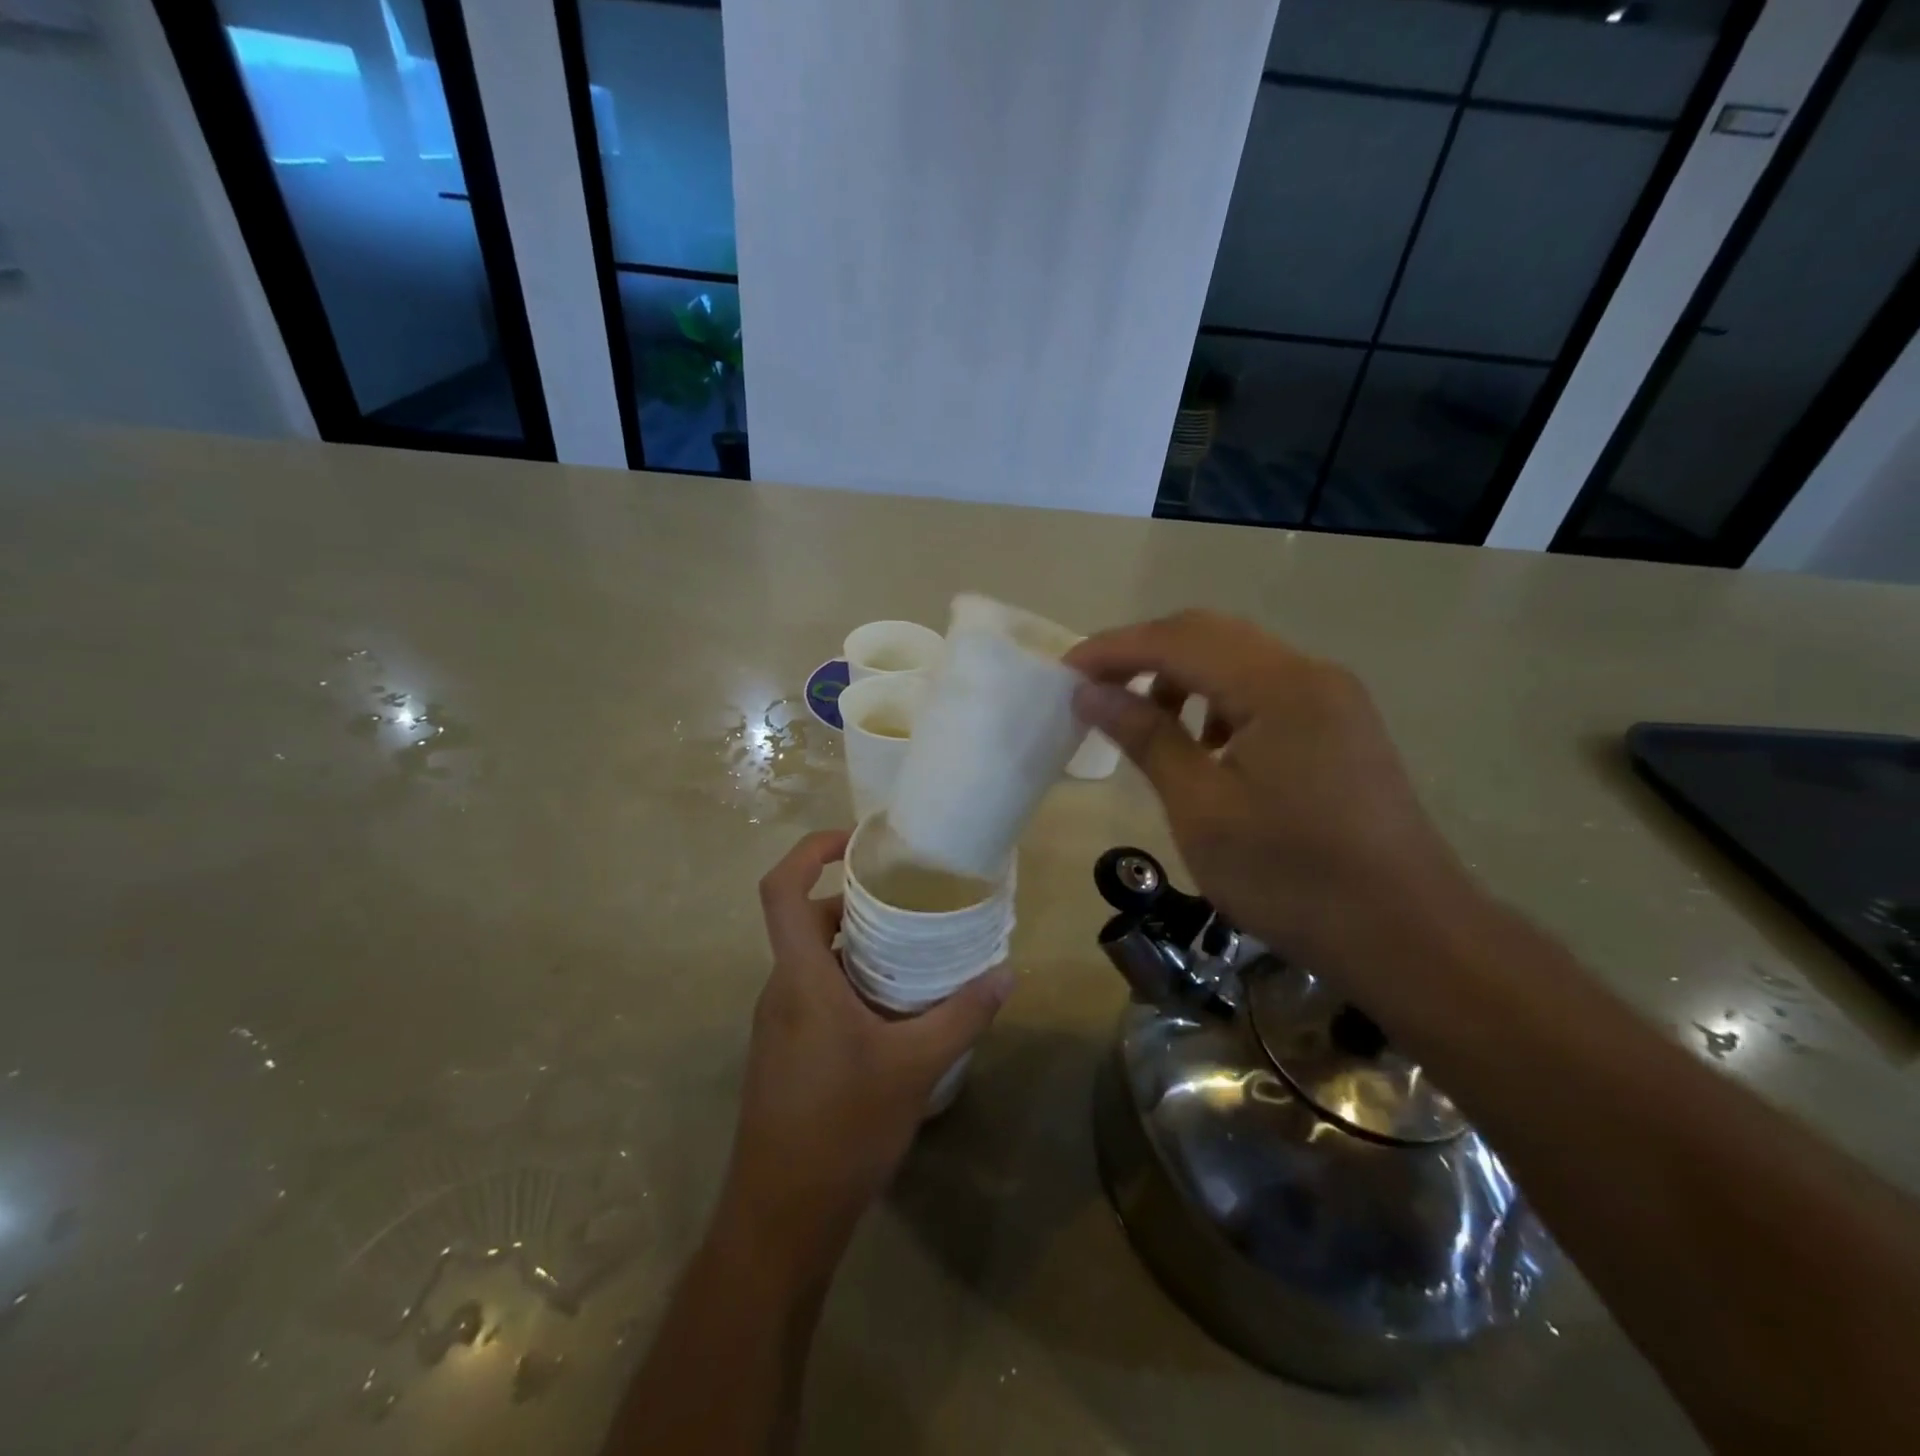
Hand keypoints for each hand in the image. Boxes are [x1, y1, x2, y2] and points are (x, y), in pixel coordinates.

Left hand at [720, 830, 1014, 1269]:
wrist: (781, 1219)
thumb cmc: (842, 1130)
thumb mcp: (915, 1068)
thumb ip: (962, 1015)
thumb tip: (1007, 974)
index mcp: (800, 978)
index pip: (781, 890)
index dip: (810, 851)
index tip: (855, 840)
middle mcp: (782, 989)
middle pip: (807, 920)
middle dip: (855, 902)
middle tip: (911, 900)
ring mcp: (779, 1023)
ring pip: (815, 960)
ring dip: (857, 946)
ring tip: (914, 951)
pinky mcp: (785, 1051)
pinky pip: (816, 993)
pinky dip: (851, 982)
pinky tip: (896, 1010)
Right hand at [1067, 611, 1468, 974]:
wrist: (1408, 936)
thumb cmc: (1292, 878)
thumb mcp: (1202, 809)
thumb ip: (1147, 738)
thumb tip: (1090, 693)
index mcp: (1278, 686)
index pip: (1179, 640)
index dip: (1114, 649)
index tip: (1064, 672)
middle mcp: (1311, 673)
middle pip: (1211, 634)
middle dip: (1145, 653)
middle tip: (1094, 688)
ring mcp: (1333, 698)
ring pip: (1239, 660)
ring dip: (1183, 675)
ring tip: (1146, 720)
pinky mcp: (1341, 726)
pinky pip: (1266, 690)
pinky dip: (1220, 700)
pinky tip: (1205, 745)